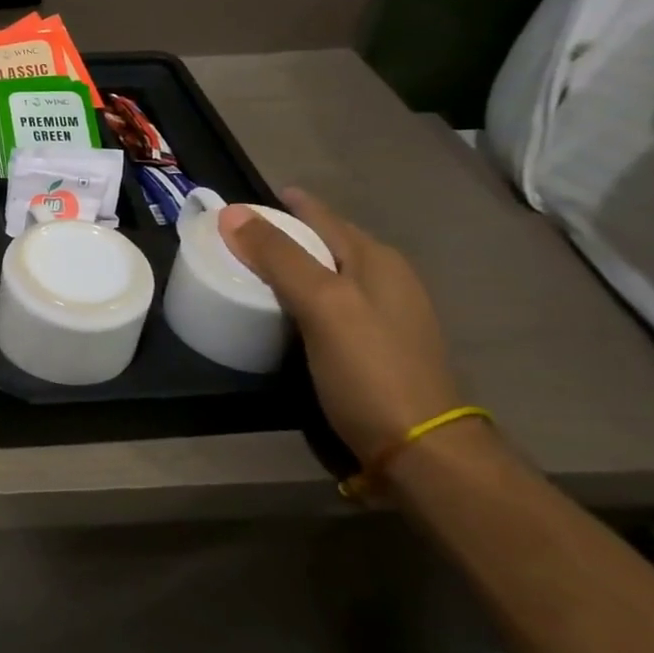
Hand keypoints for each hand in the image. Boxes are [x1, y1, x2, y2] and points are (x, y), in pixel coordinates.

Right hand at [218, 188, 462, 466]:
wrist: (421, 449)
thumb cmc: (370, 368)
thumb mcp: (322, 305)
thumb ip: (279, 257)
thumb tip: (232, 212)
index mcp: (377, 260)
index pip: (323, 217)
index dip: (287, 205)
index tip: (244, 203)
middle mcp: (387, 279)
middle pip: (329, 241)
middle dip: (289, 231)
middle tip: (240, 234)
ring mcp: (387, 314)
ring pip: (331, 272)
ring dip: (296, 264)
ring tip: (255, 267)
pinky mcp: (377, 346)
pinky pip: (332, 302)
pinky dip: (304, 294)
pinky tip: (285, 310)